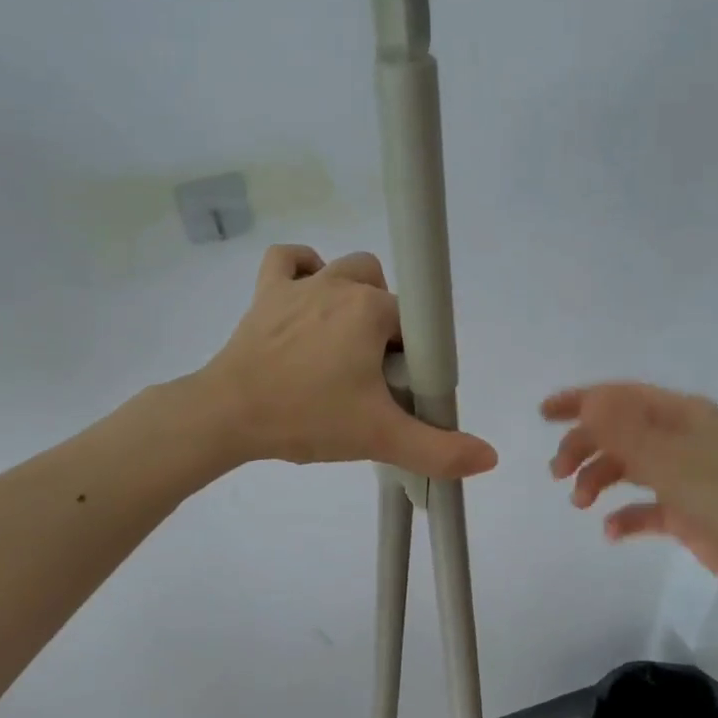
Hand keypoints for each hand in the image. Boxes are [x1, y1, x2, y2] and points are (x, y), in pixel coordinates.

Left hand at [202, 245, 497, 478]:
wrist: (227, 416)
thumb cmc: (307, 418)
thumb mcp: (380, 437)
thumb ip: (439, 450)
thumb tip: (491, 458)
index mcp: (372, 310)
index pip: (414, 326)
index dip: (412, 360)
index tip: (393, 391)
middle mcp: (340, 284)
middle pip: (386, 294)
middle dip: (387, 329)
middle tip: (369, 376)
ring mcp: (299, 284)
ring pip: (346, 270)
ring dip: (354, 297)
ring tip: (343, 343)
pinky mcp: (266, 292)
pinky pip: (290, 259)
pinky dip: (303, 269)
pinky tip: (308, 297)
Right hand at [543, 383, 717, 604]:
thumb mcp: (670, 460)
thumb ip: (625, 431)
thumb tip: (588, 399)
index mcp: (680, 415)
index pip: (621, 397)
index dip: (580, 401)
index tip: (543, 414)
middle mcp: (680, 439)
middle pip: (618, 432)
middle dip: (583, 447)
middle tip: (557, 474)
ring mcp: (684, 475)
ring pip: (628, 468)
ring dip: (599, 480)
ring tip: (581, 503)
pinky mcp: (687, 511)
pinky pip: (645, 507)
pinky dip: (625, 516)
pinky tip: (611, 531)